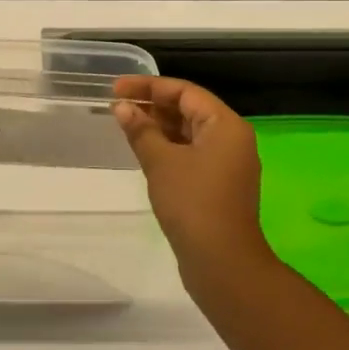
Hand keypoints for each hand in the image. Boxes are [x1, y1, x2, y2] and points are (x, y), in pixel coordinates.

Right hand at [112, 76, 273, 281]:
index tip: (117, 88)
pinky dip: (168, 148)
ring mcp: (227, 164)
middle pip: (189, 110)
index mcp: (225, 125)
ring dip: (159, 127)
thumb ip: (141, 130)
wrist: (222, 263)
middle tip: (117, 106)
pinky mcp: (218, 185)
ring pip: (189, 133)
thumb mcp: (161, 162)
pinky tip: (144, 151)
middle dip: (153, 106)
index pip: (185, 92)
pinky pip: (192, 154)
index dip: (149, 87)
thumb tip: (122, 107)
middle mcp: (232, 139)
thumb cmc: (192, 203)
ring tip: (125, 125)